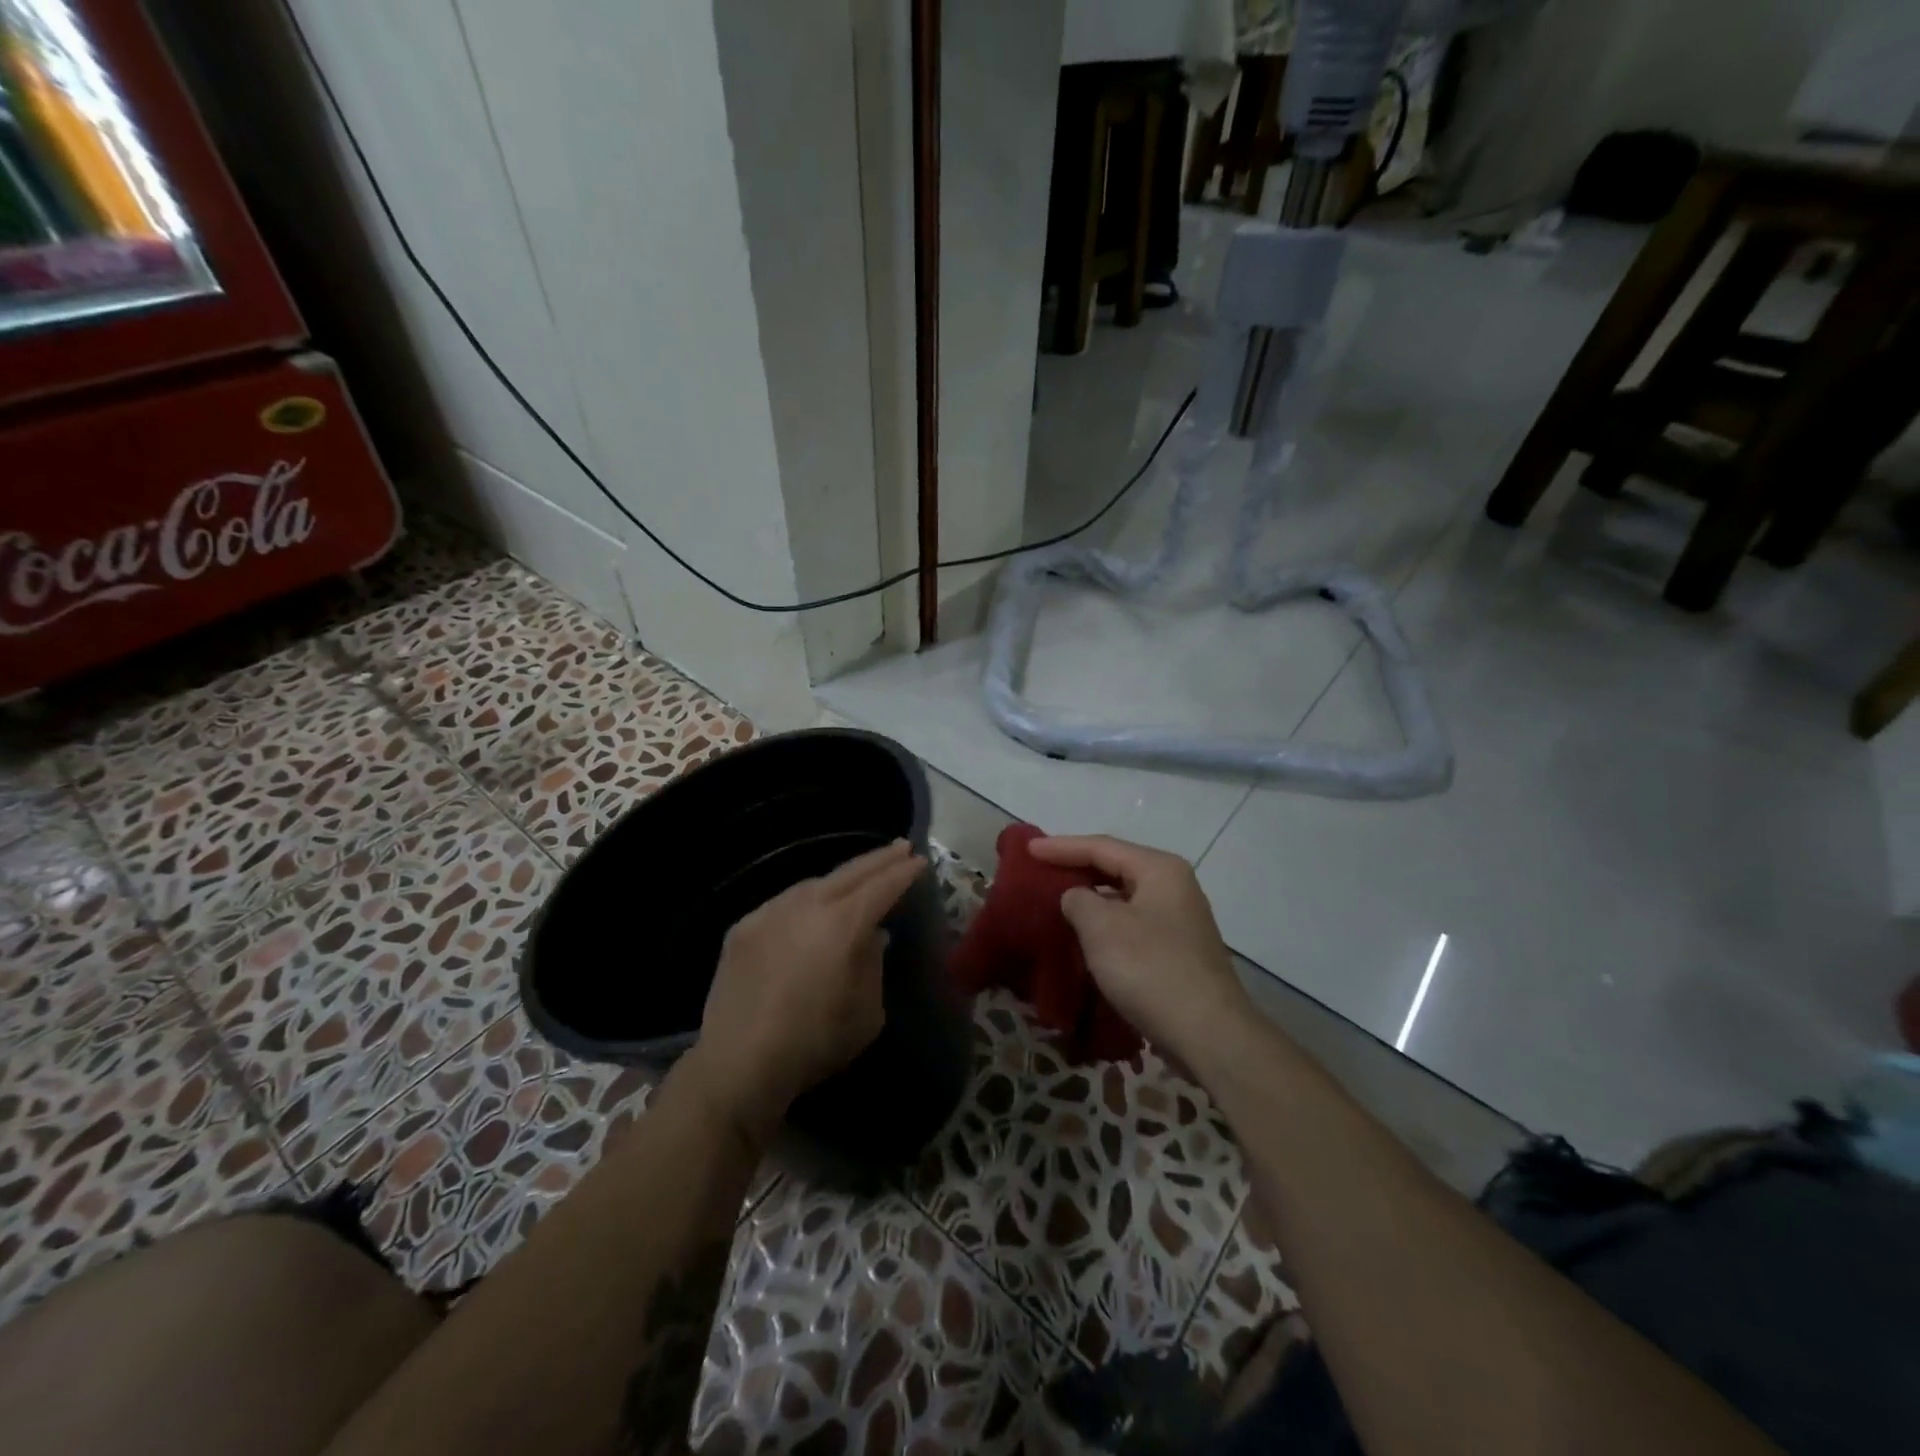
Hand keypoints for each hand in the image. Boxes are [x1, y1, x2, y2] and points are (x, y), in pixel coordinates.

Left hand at [687, 840, 924, 1143]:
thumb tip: (873, 937)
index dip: (903, 872)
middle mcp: (806, 906)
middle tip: (900, 847)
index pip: (881, 887)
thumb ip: (873, 965)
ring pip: (813, 884)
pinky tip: (810, 910)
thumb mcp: (867, 1013)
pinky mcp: (743, 928)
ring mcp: (770, 912)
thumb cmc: (814, 1042)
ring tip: (858, 878)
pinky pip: (783, 904)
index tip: (919, 861)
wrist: (737, 1064)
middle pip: (850, 873)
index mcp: (842, 924)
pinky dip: (805, 900)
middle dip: (879, 859)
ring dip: (841, 878)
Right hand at [1029, 835, 1250, 1062]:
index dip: (1061, 847)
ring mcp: (1179, 920)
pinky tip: (1084, 936)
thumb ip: (1078, 900)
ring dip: (1091, 899)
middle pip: (1115, 867)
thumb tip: (1076, 897)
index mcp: (1159, 869)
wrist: (1208, 1033)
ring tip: (1056, 901)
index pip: (1101, 846)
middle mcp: (1174, 887)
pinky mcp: (1177, 951)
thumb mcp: (1102, 927)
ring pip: (1124, 898)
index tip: (1027, 849)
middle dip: (1077, 868)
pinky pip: (1131, 924)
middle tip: (1039, 870)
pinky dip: (1106, 924)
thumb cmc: (1150, 968)